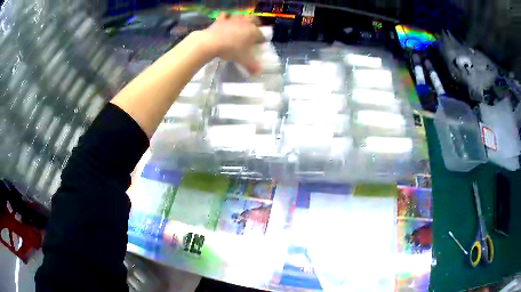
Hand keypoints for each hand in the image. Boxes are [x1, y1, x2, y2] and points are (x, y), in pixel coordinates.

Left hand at [202, 13, 263, 74]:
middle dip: (255, 24)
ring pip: (241, 16)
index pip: (262, 35)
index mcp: (254, 32)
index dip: (261, 40)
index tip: (259, 44)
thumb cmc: (231, 50)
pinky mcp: (221, 19)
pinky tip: (225, 21)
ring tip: (239, 26)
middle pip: (255, 20)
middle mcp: (246, 23)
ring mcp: (233, 19)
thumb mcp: (243, 60)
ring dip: (242, 20)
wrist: (212, 42)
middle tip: (252, 31)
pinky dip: (226, 17)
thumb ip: (252, 66)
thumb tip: (258, 72)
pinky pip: (225, 15)